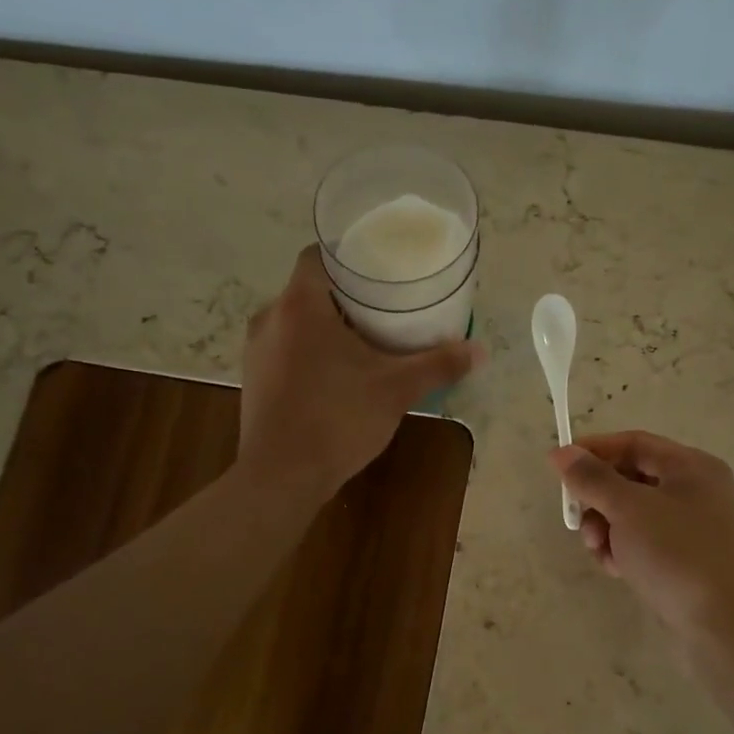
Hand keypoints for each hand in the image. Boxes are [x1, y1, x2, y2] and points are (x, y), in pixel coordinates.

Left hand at [240, 245, 482, 502]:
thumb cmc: (337, 420)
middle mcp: (270, 318)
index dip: (349, 255)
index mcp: (300, 305)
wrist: (281, 478)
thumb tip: (480, 350)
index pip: (318, 255)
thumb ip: (438, 364)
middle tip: (385, 305)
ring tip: (366, 338)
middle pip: (310, 289)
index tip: (379, 268)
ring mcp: (256, 350)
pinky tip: (338, 374)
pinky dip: (310, 350)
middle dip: (346, 295)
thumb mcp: (396, 390)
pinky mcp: (253, 379)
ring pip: (296, 321)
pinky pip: (285, 348)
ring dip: (327, 325)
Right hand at [551, 431, 733, 637]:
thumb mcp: (628, 509)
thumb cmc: (676, 554)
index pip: (634, 443)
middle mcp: (695, 490)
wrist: (725, 624)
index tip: (558, 468)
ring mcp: (693, 527)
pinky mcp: (687, 558)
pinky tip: (616, 569)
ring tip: (599, 551)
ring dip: (606, 527)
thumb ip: (592, 478)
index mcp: (691, 467)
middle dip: (598, 498)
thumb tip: (562, 453)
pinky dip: (624, 549)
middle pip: (631, 478)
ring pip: (633, 513)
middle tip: (578, 521)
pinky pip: (645, 541)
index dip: (594, 451)